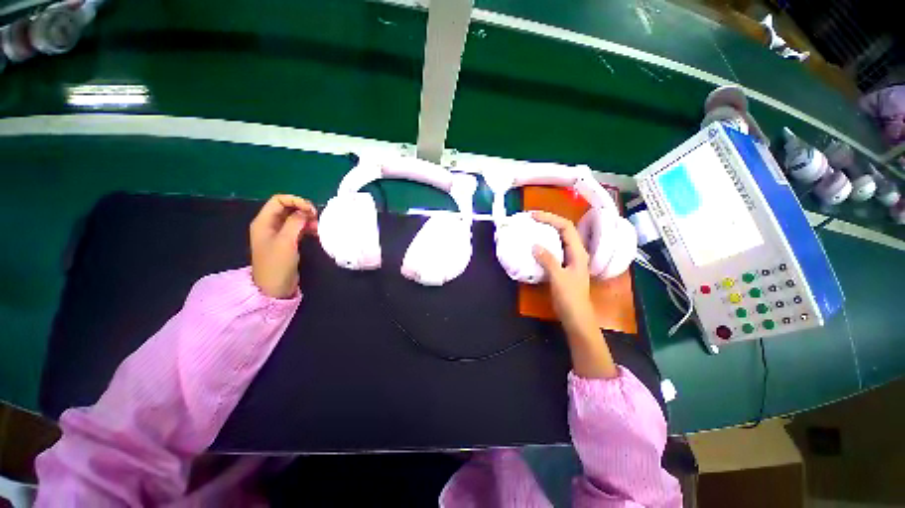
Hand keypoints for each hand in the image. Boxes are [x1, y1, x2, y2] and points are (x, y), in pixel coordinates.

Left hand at [250, 195, 317, 298]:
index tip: (311, 210)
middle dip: (302, 209)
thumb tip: (306, 211)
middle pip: (287, 208)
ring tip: (318, 227)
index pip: (278, 200)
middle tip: (316, 217)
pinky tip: (316, 233)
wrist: (274, 287)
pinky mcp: (286, 242)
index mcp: (264, 222)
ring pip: (294, 218)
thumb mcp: (286, 241)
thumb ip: (295, 222)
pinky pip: (297, 228)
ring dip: (306, 219)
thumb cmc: (277, 263)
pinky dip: (307, 228)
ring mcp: (278, 234)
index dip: (295, 200)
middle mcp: (269, 225)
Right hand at [531, 211, 594, 335]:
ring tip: (531, 229)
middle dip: (548, 222)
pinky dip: (544, 244)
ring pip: (558, 240)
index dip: (551, 218)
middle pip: (563, 230)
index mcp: (578, 252)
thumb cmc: (570, 298)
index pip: (566, 227)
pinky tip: (534, 247)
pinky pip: (553, 250)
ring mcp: (569, 260)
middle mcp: (575, 253)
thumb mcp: (558, 278)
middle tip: (530, 220)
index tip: (533, 216)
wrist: (576, 317)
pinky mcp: (563, 267)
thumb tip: (535, 245)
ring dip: (546, 232)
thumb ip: (548, 260)